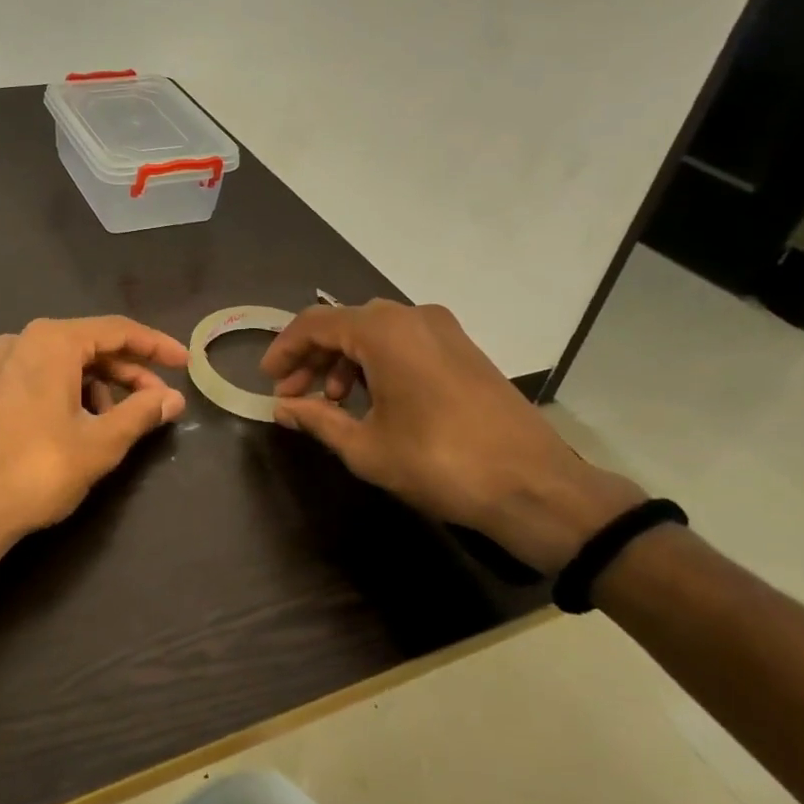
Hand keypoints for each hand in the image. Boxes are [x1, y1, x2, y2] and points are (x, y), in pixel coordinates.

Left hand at [0, 316, 188, 560]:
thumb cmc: (38, 470)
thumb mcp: (101, 442)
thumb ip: (141, 413)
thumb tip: (174, 398)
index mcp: (52, 341)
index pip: (118, 331)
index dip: (156, 346)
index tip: (185, 363)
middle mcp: (23, 340)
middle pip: (90, 345)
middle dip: (128, 372)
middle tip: (159, 401)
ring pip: (64, 363)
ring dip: (98, 386)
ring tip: (116, 423)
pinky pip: (39, 376)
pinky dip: (68, 392)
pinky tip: (78, 424)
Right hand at [260, 299, 644, 574]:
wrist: (535, 486)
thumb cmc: (440, 463)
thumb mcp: (366, 447)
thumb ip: (317, 420)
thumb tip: (282, 408)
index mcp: (384, 331)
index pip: (315, 323)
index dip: (284, 349)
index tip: (268, 379)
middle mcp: (413, 317)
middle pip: (345, 324)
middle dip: (313, 357)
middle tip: (292, 394)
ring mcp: (444, 330)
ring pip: (375, 332)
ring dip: (344, 361)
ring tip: (330, 402)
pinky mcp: (463, 349)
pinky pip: (405, 342)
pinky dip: (377, 363)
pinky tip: (371, 400)